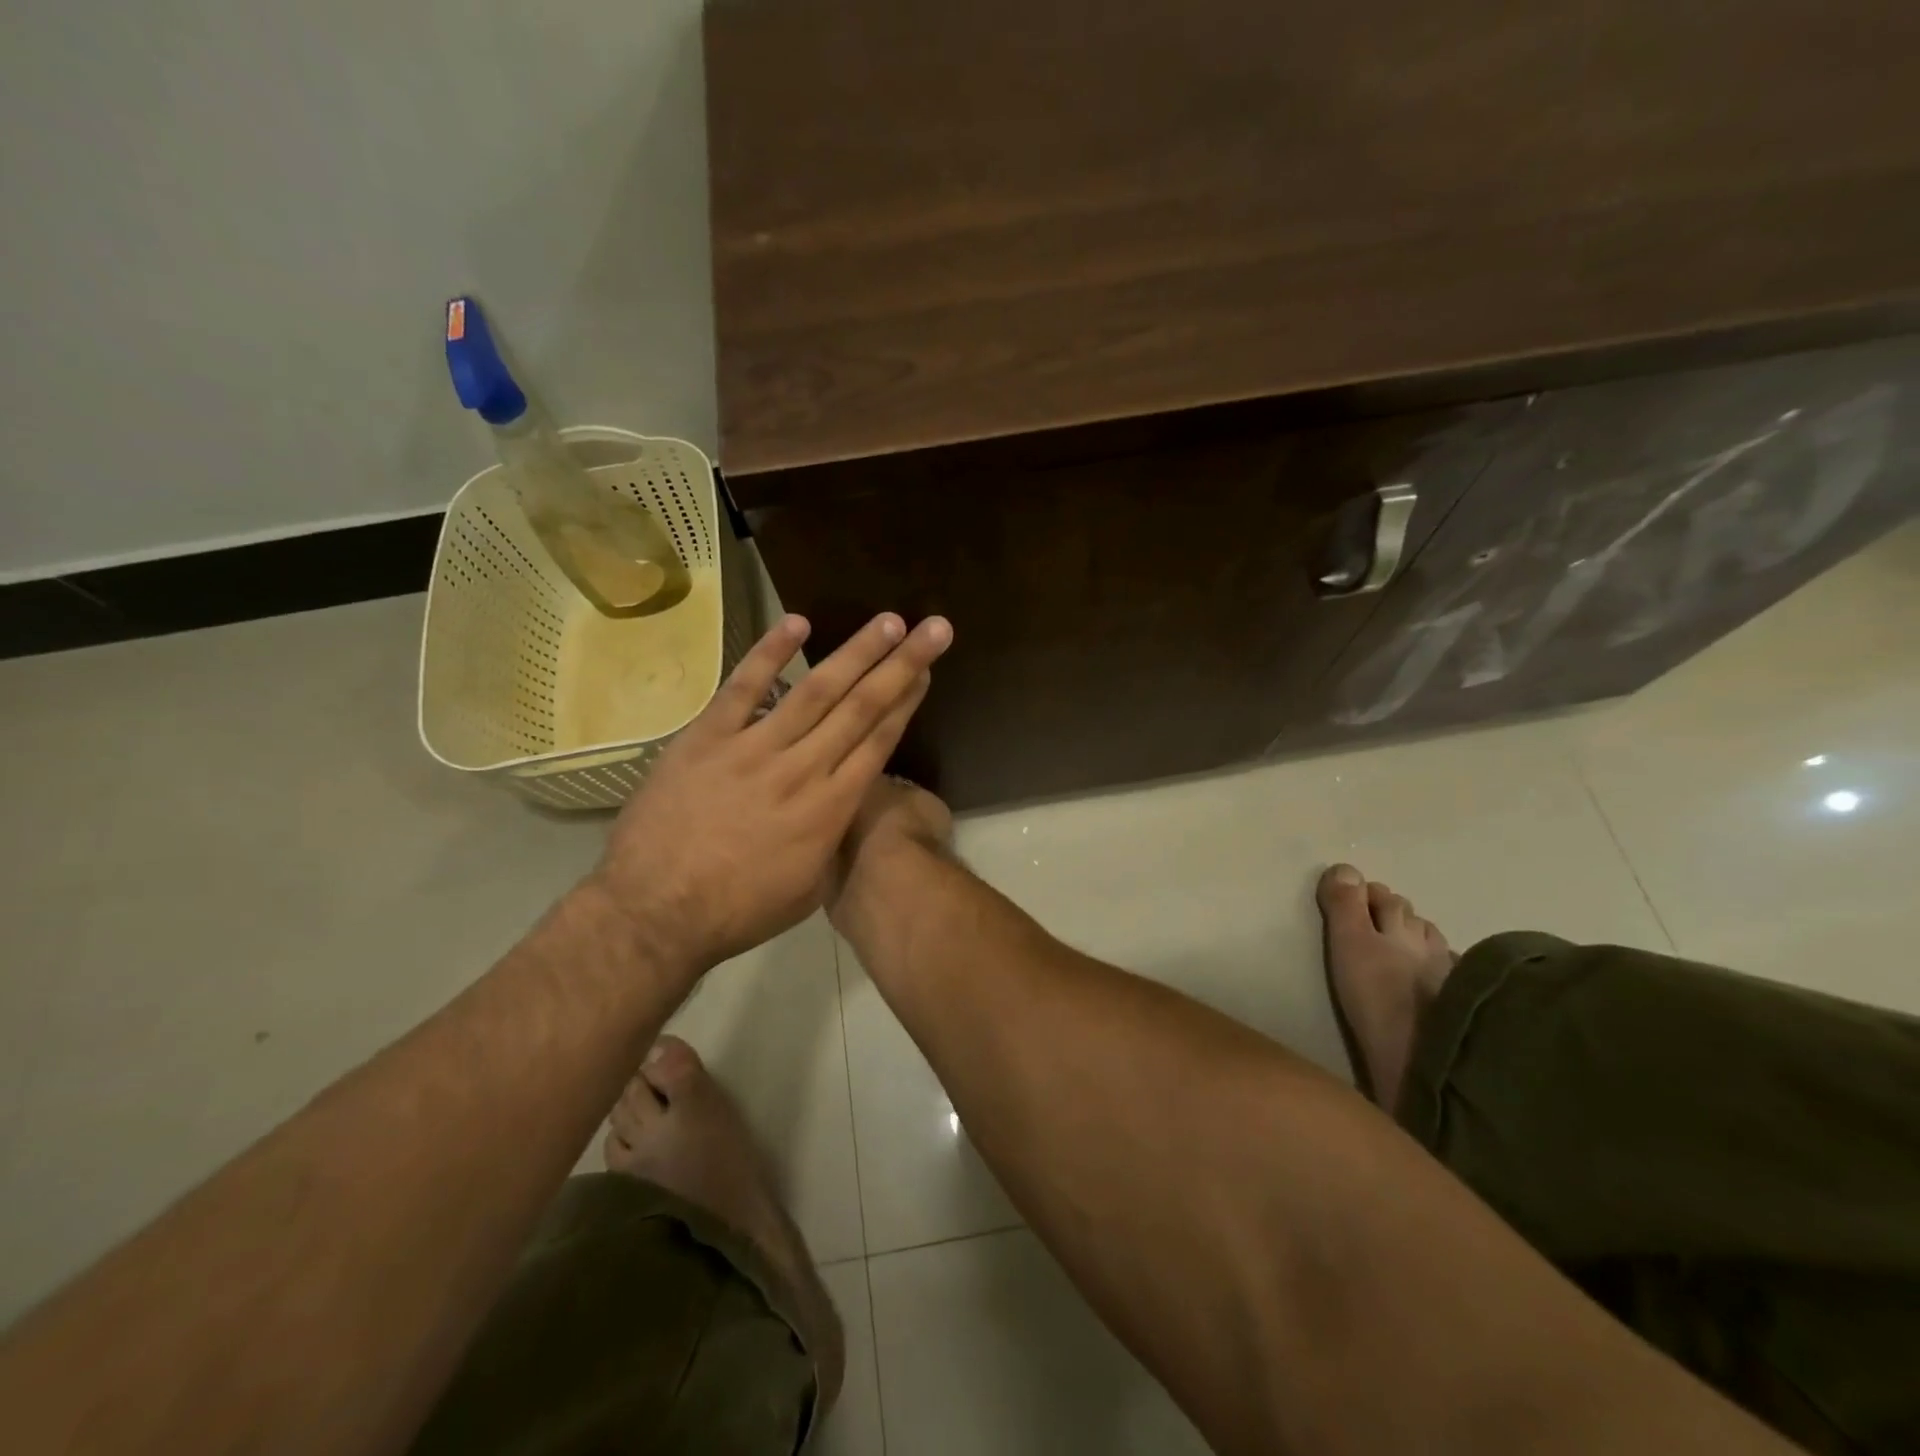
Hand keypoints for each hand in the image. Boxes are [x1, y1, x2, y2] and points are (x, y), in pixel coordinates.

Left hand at [590, 611, 952, 974]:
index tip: (926, 672)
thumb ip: (832, 838)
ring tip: (888, 622)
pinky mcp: (707, 738)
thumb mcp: (809, 888)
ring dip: (856, 652)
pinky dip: (770, 653)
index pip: (878, 742)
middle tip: (934, 628)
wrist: (653, 912)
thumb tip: (843, 804)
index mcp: (830, 810)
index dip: (906, 703)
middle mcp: (802, 770)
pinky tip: (798, 623)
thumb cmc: (737, 912)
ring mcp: (753, 749)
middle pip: (861, 708)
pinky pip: (743, 688)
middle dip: (902, 665)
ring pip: (815, 690)